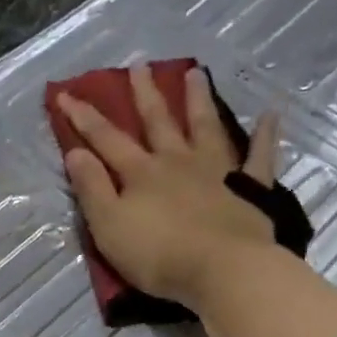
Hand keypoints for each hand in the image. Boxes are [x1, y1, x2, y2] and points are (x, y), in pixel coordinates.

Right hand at [58, 64, 279, 310]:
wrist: (224, 271)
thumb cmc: (159, 255)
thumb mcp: (109, 226)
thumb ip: (92, 189)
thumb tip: (76, 152)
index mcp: (141, 173)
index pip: (106, 139)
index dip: (84, 117)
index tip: (66, 94)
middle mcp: (177, 161)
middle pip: (158, 122)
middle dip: (145, 94)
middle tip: (140, 66)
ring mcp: (217, 171)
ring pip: (205, 126)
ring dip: (198, 100)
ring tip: (194, 73)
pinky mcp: (250, 188)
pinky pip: (259, 156)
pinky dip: (265, 135)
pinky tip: (270, 114)